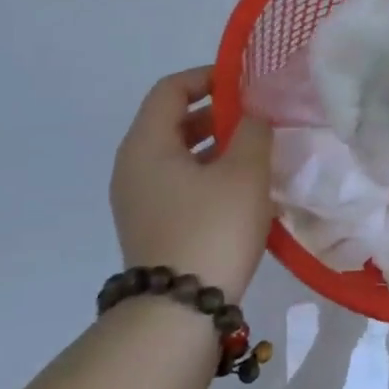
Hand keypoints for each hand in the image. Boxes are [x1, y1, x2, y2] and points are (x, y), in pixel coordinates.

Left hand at [109, 67, 274, 302]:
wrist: (180, 311)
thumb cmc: (212, 228)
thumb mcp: (245, 172)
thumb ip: (253, 131)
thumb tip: (254, 113)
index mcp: (146, 144)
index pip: (170, 89)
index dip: (207, 77)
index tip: (244, 84)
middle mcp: (133, 167)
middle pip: (171, 121)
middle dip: (215, 113)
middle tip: (255, 118)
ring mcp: (138, 200)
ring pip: (177, 155)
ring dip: (214, 146)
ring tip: (255, 153)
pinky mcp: (150, 226)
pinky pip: (178, 183)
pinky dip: (207, 173)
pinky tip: (241, 189)